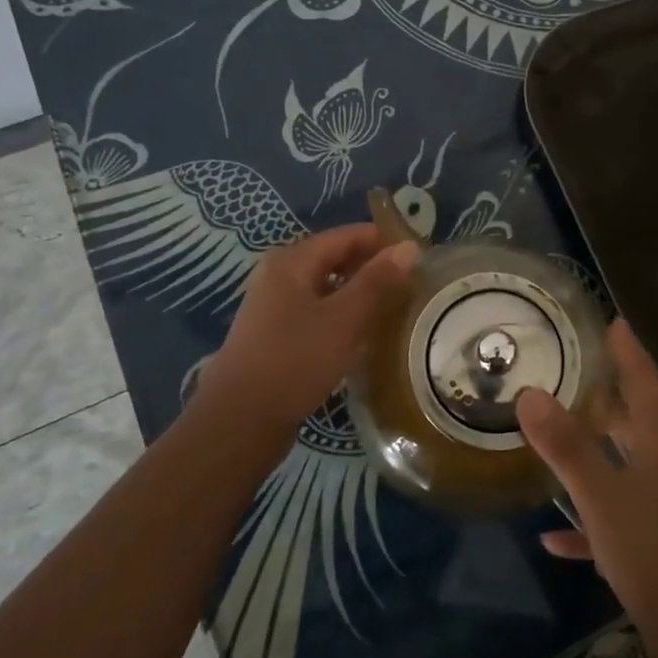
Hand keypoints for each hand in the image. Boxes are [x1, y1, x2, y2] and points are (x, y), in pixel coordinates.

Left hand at [196, 224, 416, 440]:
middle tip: (412, 283)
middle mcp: (279, 275)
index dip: (383, 241)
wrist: (239, 422)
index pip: (346, 236)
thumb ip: (377, 281)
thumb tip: (409, 246)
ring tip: (395, 307)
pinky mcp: (275, 334)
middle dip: (372, 267)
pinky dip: (342, 314)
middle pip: (335, 258)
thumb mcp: (343, 319)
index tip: (419, 256)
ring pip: (326, 287)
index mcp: (292, 261)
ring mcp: (274, 306)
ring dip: (359, 292)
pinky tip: (363, 334)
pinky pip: (317, 311)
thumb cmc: (294, 361)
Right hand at [516, 320, 657, 635]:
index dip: (627, 349)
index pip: (643, 380)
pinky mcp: (652, 543)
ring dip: (591, 450)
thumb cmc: (654, 552)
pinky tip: (551, 535)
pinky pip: (612, 517)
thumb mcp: (602, 496)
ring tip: (554, 434)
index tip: (611, 320)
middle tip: (568, 371)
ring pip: (621, 464)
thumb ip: (567, 446)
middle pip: (633, 418)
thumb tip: (529, 393)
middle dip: (603, 395)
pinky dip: (585, 519)